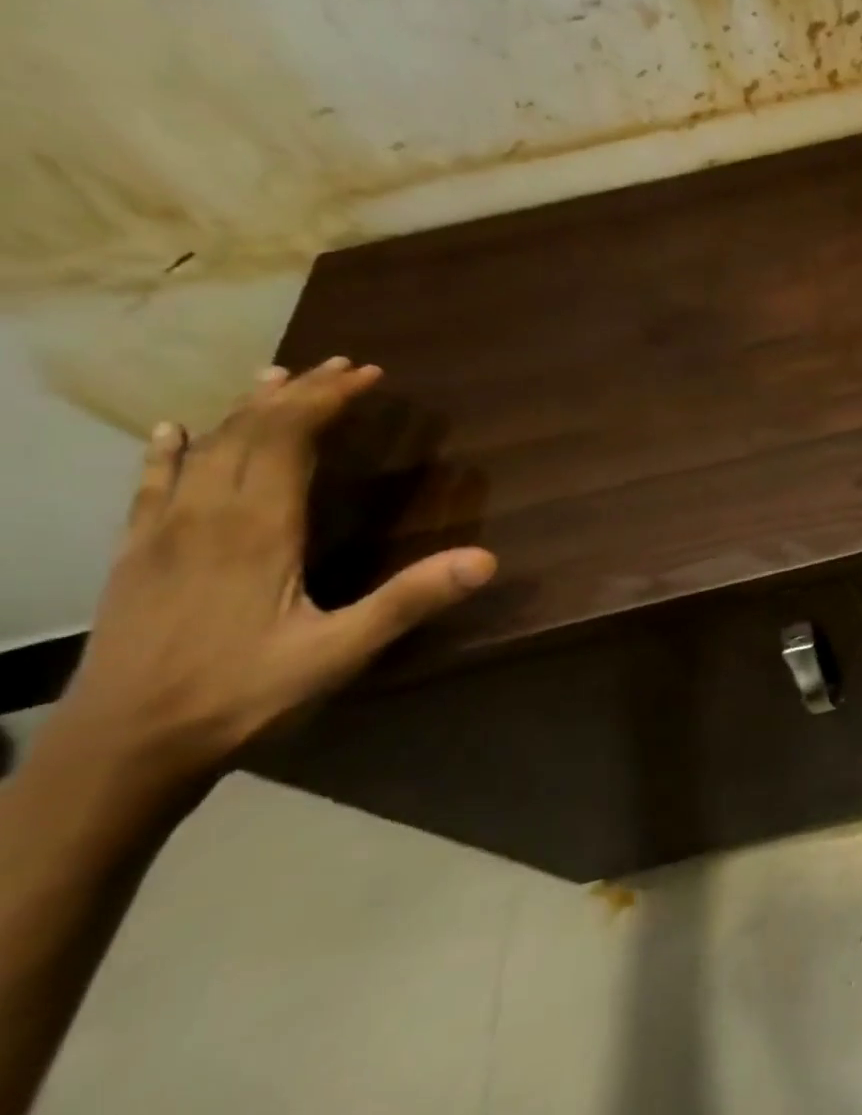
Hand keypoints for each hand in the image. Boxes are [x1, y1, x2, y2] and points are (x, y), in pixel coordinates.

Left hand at [37, 358, 495, 803]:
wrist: (122, 747)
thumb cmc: (242, 694)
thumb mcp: (340, 652)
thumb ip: (409, 600)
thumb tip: (486, 558)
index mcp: (255, 530)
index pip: (290, 440)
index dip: (328, 400)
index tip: (368, 374)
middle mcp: (206, 517)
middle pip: (250, 433)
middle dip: (297, 393)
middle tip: (339, 366)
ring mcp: (162, 534)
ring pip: (204, 451)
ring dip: (244, 411)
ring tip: (274, 378)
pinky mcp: (136, 556)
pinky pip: (153, 486)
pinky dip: (168, 452)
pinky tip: (171, 433)